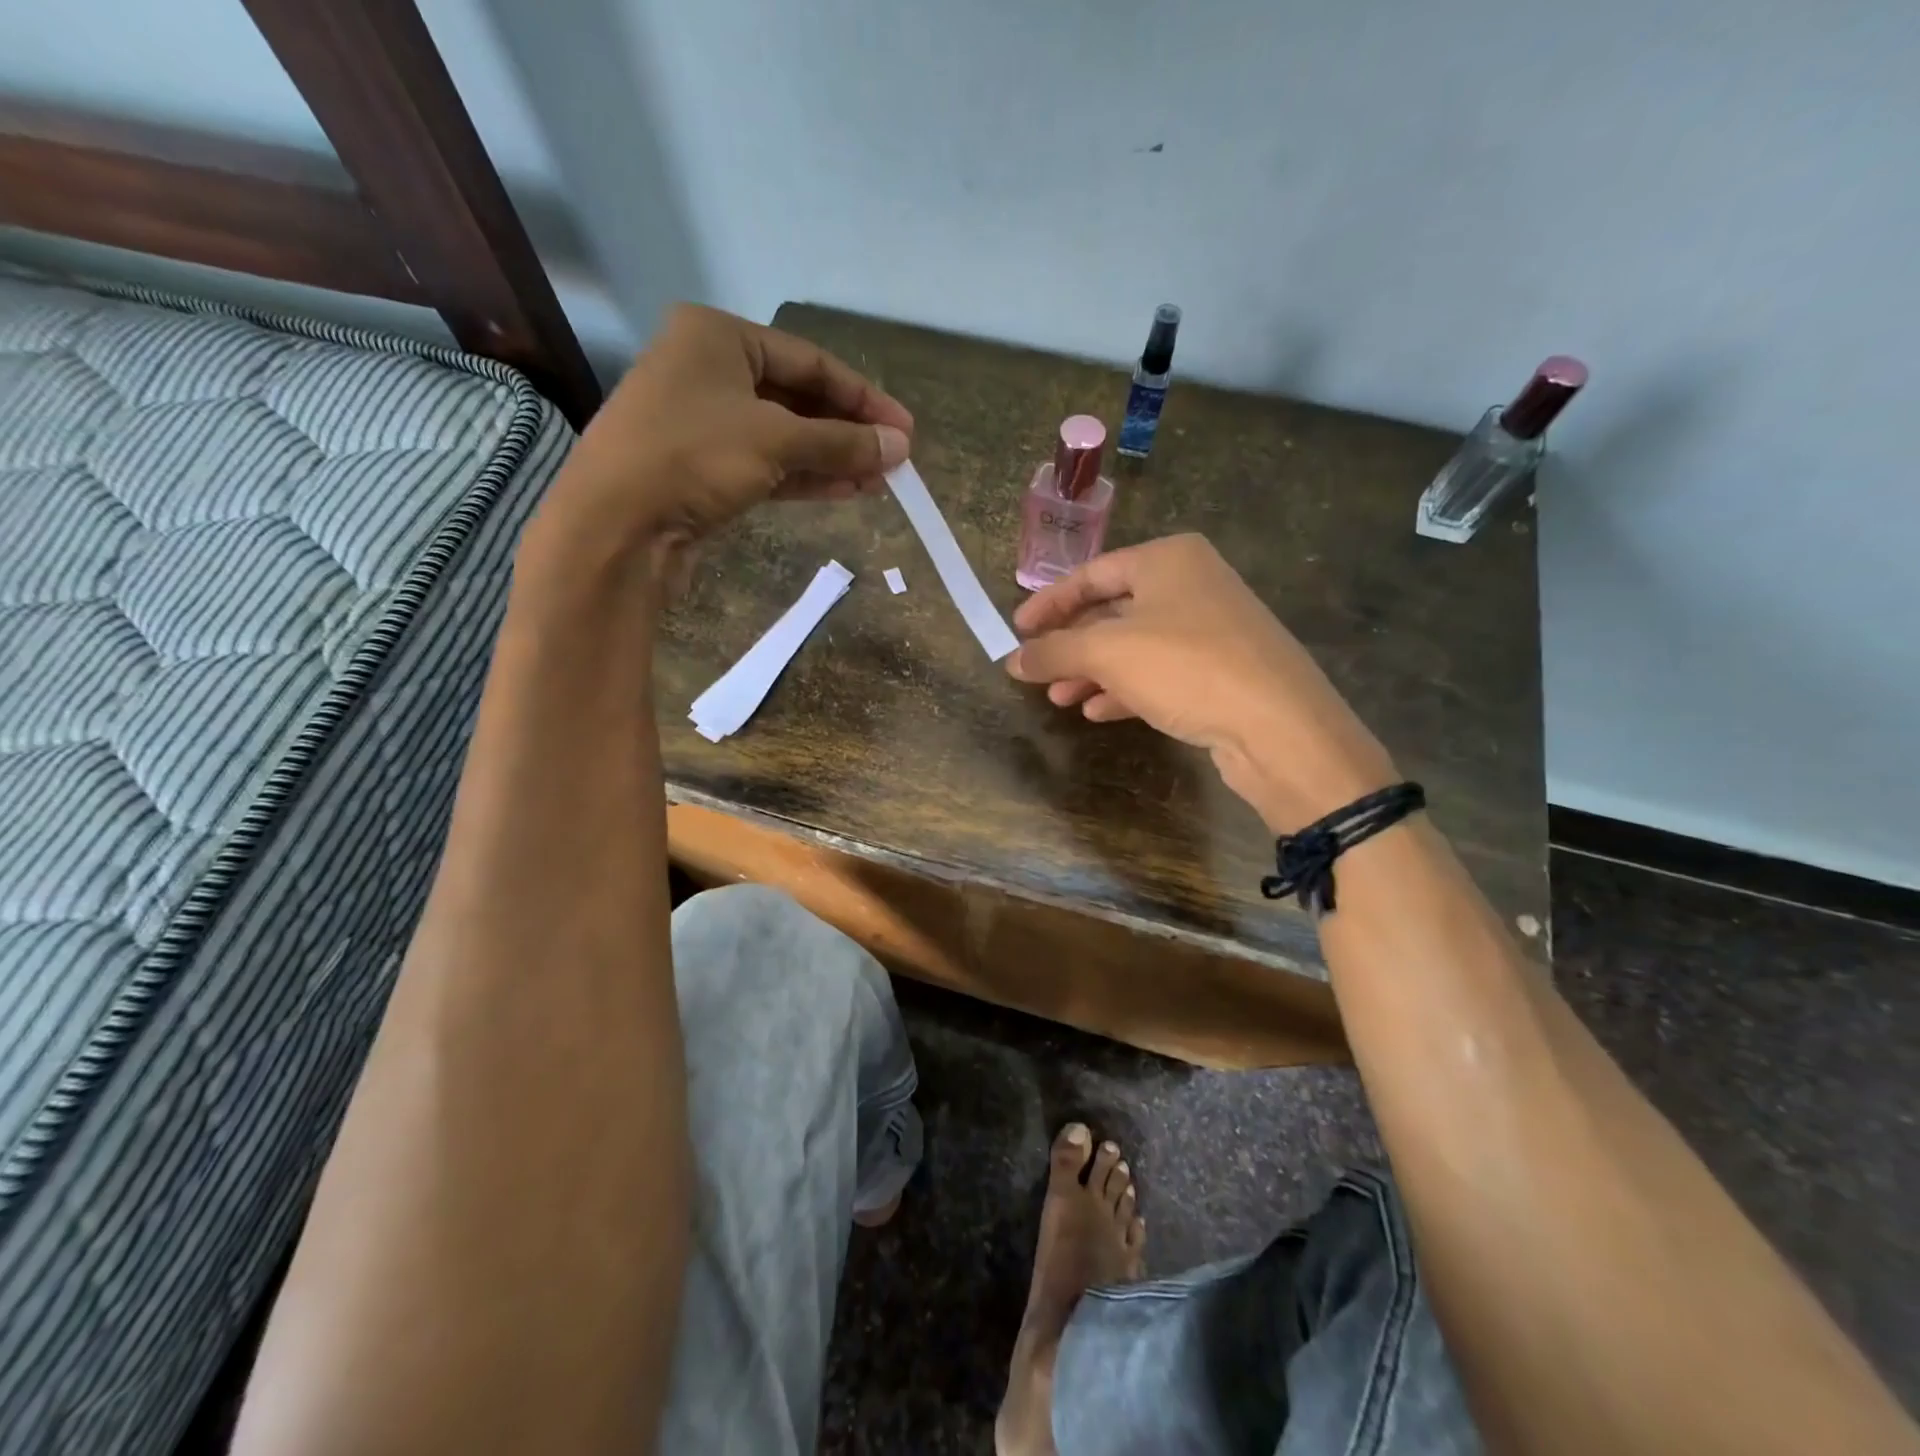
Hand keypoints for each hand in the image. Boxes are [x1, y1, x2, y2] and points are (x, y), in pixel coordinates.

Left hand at [529, 304, 912, 591]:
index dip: (863, 397)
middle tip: (895, 459)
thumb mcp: (776, 440)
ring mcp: (702, 422)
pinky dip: (803, 477)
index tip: (905, 429)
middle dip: (848, 432)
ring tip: (880, 481)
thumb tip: (900, 447)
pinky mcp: (701, 469)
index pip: (810, 361)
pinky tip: (845, 490)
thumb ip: (841, 441)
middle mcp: (708, 370)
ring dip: (832, 458)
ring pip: (783, 436)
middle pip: (797, 398)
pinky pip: (765, 465)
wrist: (616, 525)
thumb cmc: (693, 456)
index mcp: (718, 336)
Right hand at [1006, 534, 1397, 831]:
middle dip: (1071, 645)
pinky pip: (1159, 673)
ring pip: (1134, 647)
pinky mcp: (1221, 672)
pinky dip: (1125, 689)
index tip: (1017, 632)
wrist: (1278, 727)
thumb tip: (1012, 660)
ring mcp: (1211, 629)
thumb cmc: (1186, 667)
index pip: (1092, 574)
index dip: (1049, 603)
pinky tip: (1099, 713)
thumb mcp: (1108, 652)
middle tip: (1037, 672)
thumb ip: (1055, 651)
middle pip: (1113, 610)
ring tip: (1060, 700)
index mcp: (1168, 559)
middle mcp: (1192, 585)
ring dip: (1093, 672)